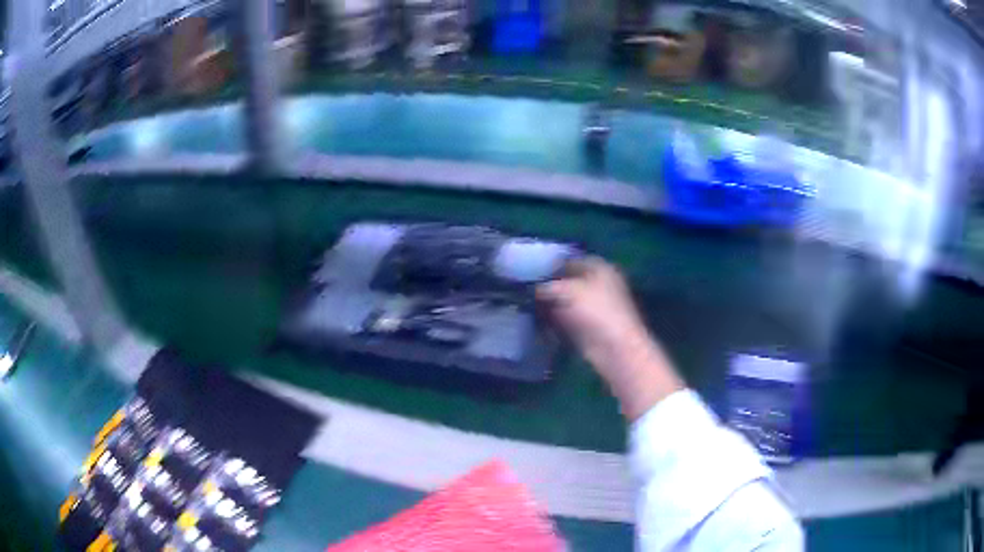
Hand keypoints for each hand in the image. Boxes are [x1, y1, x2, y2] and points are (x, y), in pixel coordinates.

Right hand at [538, 258, 683, 420]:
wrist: (615, 348)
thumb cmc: (596, 310)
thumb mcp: (567, 290)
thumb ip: (547, 286)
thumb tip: (532, 288)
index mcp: (600, 268)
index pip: (571, 260)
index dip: (552, 266)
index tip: (531, 273)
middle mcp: (599, 284)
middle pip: (569, 281)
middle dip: (550, 286)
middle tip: (527, 290)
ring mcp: (595, 307)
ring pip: (567, 301)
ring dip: (551, 304)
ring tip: (529, 305)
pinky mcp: (589, 326)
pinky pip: (567, 319)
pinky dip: (555, 320)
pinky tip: (539, 320)